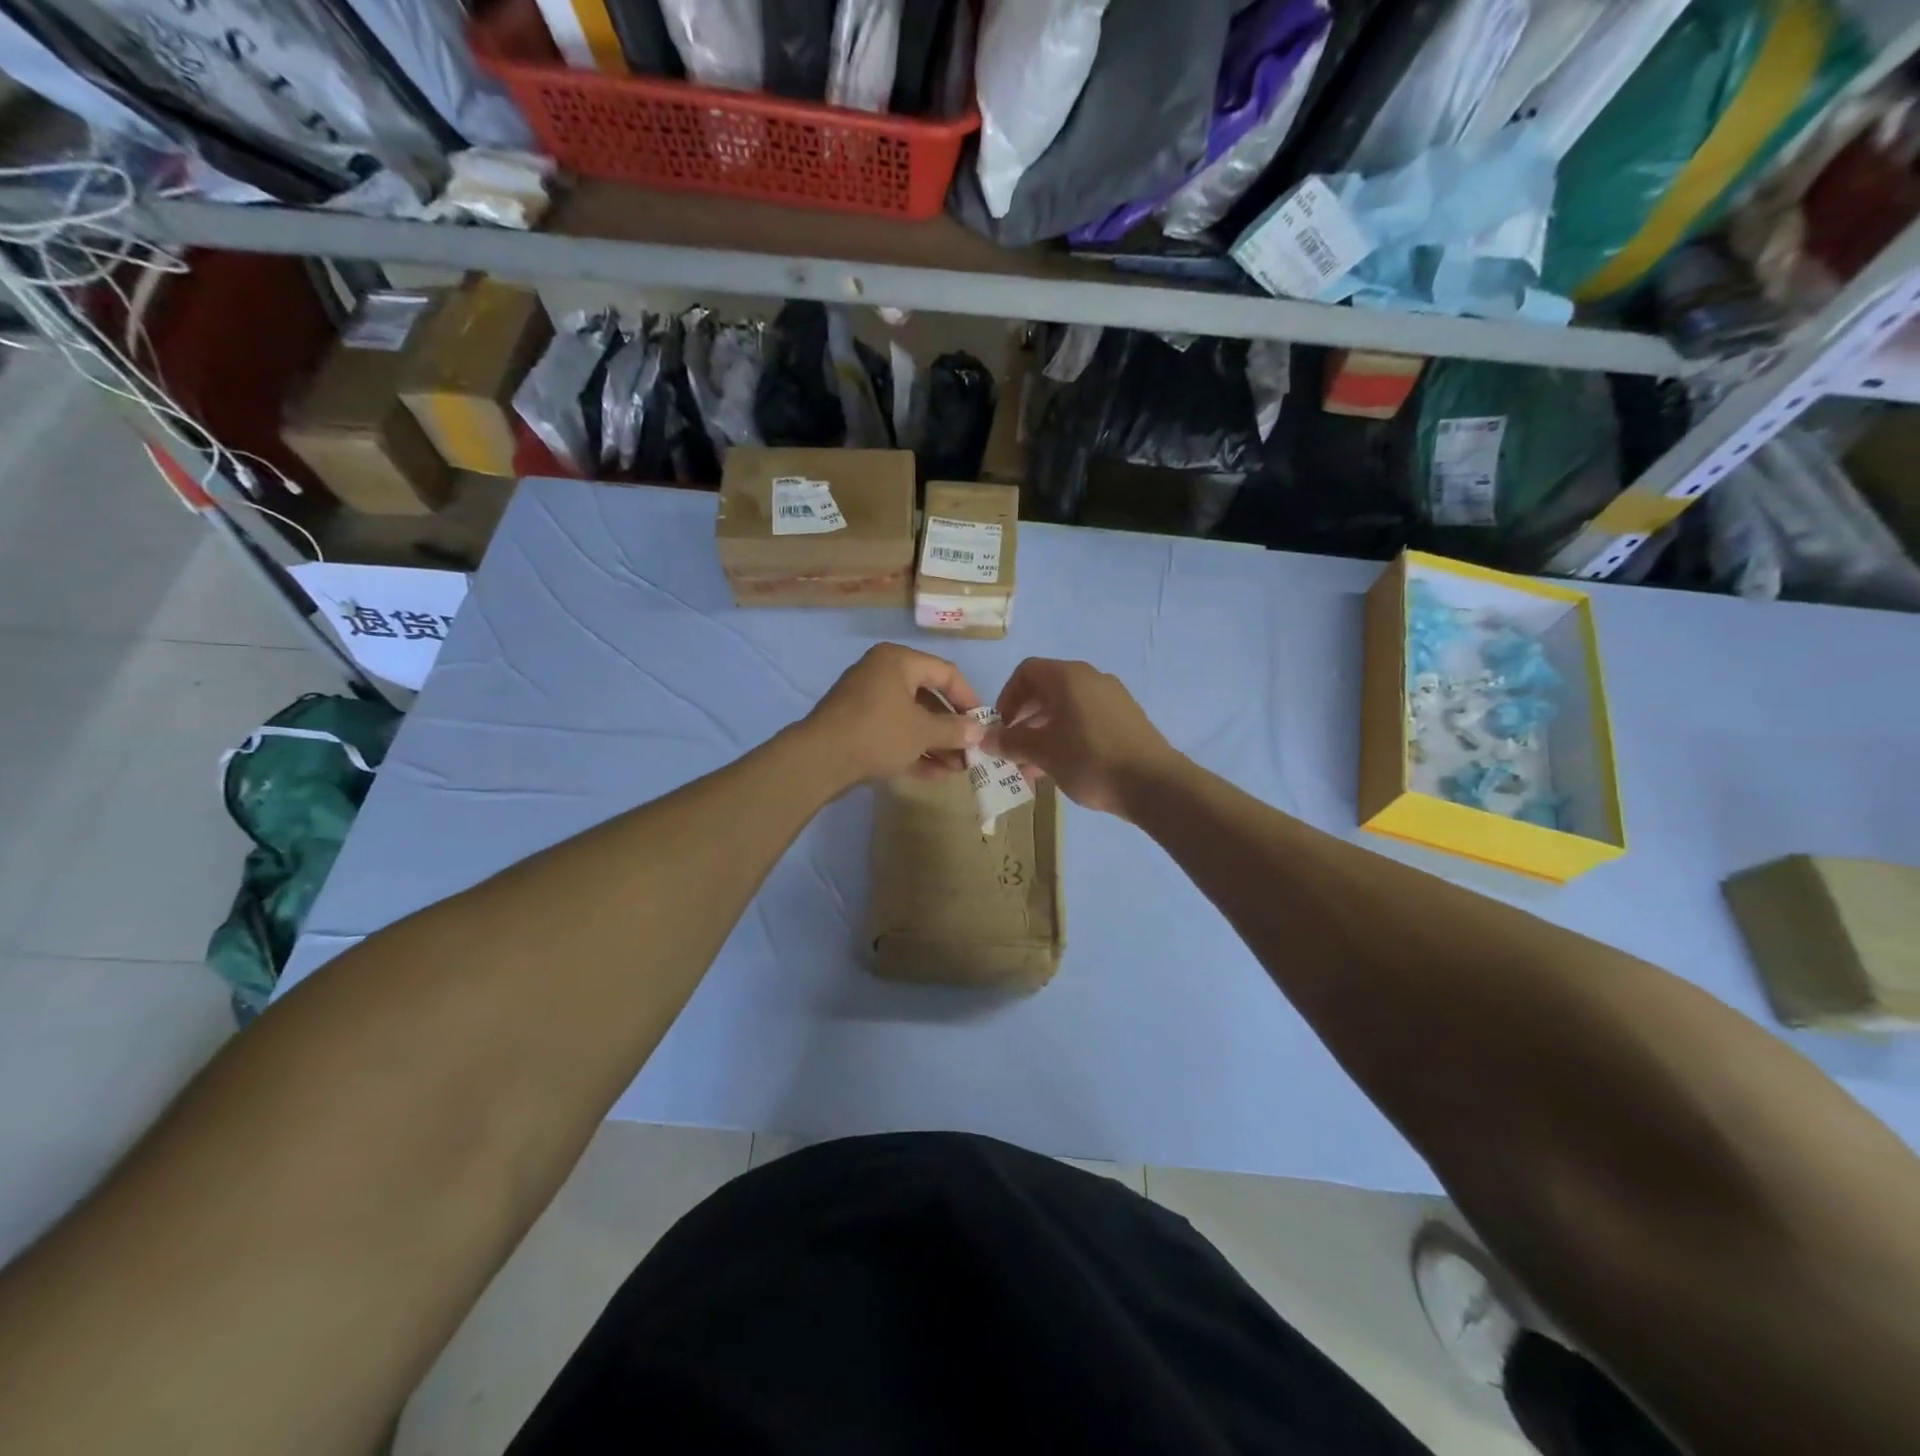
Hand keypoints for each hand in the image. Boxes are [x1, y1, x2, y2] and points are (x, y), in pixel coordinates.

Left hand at [802, 644, 985, 789]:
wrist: (819, 759)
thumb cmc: (877, 733)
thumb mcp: (922, 732)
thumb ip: (954, 730)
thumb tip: (979, 731)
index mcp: (898, 661)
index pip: (945, 672)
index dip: (968, 698)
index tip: (983, 723)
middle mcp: (881, 674)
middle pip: (928, 698)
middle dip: (951, 728)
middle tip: (971, 751)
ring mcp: (866, 702)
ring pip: (911, 720)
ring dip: (936, 744)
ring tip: (958, 769)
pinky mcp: (857, 728)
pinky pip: (893, 734)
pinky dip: (914, 750)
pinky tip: (936, 775)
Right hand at [984, 658, 1178, 817]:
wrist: (1154, 784)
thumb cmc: (1090, 760)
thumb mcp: (1042, 752)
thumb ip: (1010, 742)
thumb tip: (983, 738)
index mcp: (1068, 677)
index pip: (1026, 672)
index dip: (1007, 697)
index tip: (1001, 727)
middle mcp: (1091, 678)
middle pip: (1046, 689)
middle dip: (1024, 718)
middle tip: (1013, 748)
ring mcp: (1113, 697)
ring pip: (1066, 707)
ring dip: (1043, 731)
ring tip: (1033, 765)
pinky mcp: (1126, 718)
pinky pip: (1086, 718)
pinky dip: (1067, 735)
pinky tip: (1063, 766)